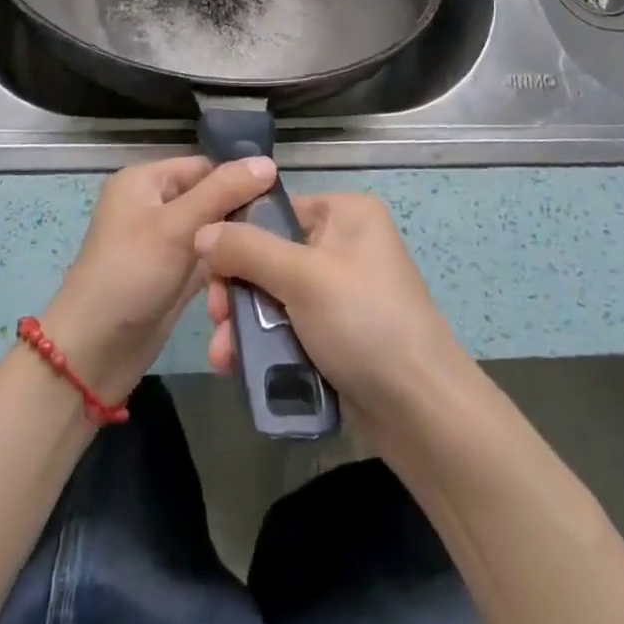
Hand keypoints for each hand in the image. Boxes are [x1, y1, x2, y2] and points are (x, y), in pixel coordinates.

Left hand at [41, 155, 278, 405]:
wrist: (93, 353)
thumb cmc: (130, 275)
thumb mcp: (177, 226)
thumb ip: (223, 192)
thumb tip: (269, 162)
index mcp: (145, 180)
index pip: (204, 166)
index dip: (239, 178)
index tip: (280, 197)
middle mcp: (154, 205)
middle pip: (210, 198)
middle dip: (241, 215)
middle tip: (282, 231)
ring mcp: (163, 242)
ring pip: (213, 232)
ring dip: (236, 245)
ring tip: (273, 255)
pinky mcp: (173, 275)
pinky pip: (208, 260)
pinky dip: (227, 267)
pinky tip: (258, 273)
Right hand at [195, 193, 471, 432]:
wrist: (422, 412)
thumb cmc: (365, 323)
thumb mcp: (303, 277)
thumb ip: (247, 251)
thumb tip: (201, 231)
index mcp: (345, 214)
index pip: (275, 210)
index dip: (237, 236)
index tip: (208, 271)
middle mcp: (343, 244)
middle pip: (269, 255)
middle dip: (237, 290)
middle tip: (216, 318)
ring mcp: (340, 292)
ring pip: (274, 296)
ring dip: (244, 324)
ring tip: (222, 356)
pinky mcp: (336, 334)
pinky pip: (288, 328)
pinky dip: (264, 345)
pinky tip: (238, 367)